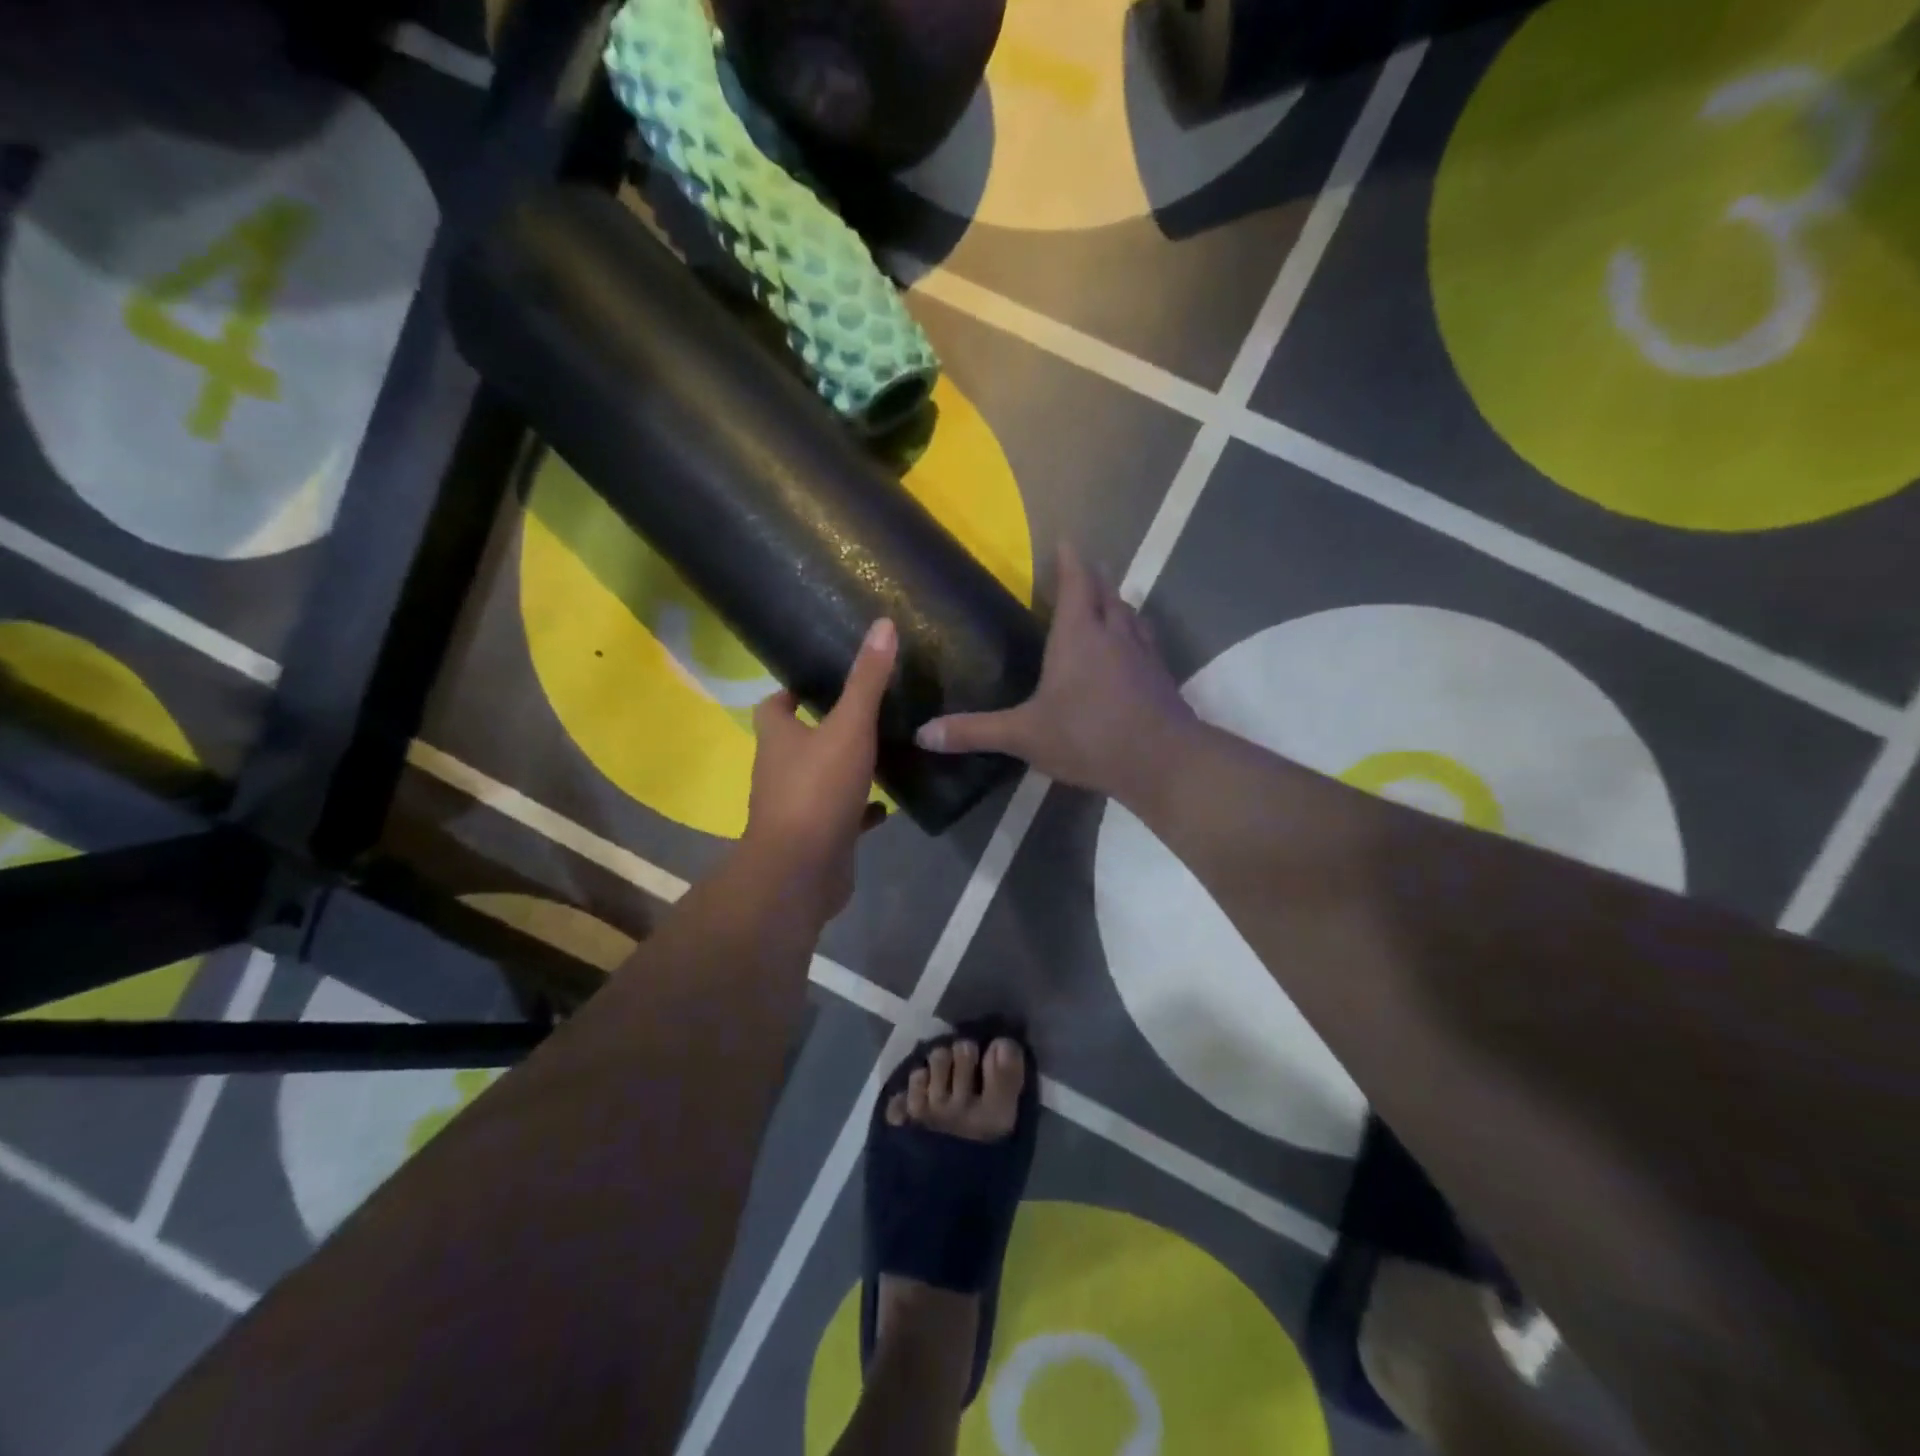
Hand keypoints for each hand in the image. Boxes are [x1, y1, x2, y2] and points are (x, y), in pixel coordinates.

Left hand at [739, 618, 896, 921]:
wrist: (802, 871)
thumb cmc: (818, 790)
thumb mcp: (849, 727)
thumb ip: (866, 680)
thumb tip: (882, 625)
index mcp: (778, 738)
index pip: (773, 706)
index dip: (791, 692)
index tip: (820, 680)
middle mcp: (780, 770)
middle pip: (799, 741)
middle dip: (827, 727)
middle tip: (866, 711)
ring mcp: (797, 806)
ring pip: (821, 778)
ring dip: (845, 767)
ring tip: (883, 750)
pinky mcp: (818, 836)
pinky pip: (841, 815)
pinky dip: (860, 808)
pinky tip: (887, 804)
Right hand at [915, 544, 1194, 805]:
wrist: (1162, 760)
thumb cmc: (1088, 736)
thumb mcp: (1024, 735)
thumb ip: (975, 732)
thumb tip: (923, 734)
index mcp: (1078, 635)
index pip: (1075, 582)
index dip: (1069, 560)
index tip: (1066, 541)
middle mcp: (1113, 633)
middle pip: (1106, 592)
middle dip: (1094, 576)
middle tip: (1083, 568)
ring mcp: (1143, 653)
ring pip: (1130, 614)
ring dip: (1117, 602)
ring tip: (1107, 602)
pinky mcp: (1161, 677)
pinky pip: (1146, 641)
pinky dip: (1135, 634)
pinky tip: (1132, 649)